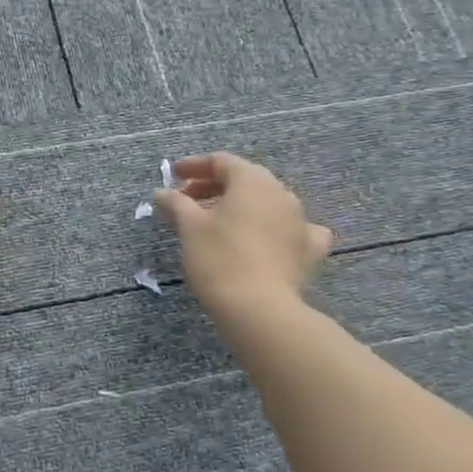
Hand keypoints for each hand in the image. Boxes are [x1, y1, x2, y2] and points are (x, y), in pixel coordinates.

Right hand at [154, 153, 332, 325]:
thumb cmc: (219, 258)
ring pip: (267, 203)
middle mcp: (281, 193)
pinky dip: (277, 229)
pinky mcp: (309, 251)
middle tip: (187, 201)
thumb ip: (175, 203)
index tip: (173, 177)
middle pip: (244, 179)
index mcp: (252, 180)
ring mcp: (300, 221)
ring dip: (241, 206)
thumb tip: (162, 193)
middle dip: (214, 186)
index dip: (194, 166)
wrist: (260, 309)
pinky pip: (293, 230)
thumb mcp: (189, 227)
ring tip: (218, 222)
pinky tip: (270, 239)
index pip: (221, 161)